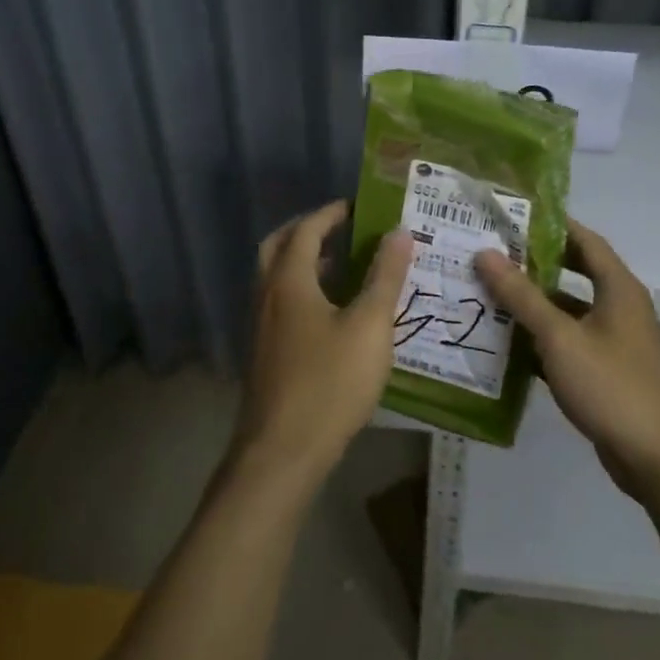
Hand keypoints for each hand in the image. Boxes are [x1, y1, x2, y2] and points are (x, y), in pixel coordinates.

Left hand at [232, 201, 414, 493]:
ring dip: (303, 263)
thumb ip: (385, 277)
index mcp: (289, 281)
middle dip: (306, 231)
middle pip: (278, 247)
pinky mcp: (264, 354)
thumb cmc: (330, 383)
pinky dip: (301, 292)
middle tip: (339, 229)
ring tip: (341, 266)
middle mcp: (267, 296)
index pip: (305, 230)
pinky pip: (279, 305)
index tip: (355, 206)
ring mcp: (260, 327)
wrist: (282, 452)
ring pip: (275, 278)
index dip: (330, 214)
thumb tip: (400, 232)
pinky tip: (330, 315)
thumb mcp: (370, 326)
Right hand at [476, 219, 659, 502]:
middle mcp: (621, 308)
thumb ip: (522, 296)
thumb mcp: (560, 337)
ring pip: (569, 312)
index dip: (550, 224)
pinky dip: (542, 342)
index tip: (511, 217)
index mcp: (618, 289)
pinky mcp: (609, 374)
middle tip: (491, 256)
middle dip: (534, 265)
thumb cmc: (612, 386)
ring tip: (489, 296)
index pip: (584, 240)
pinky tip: (507, 346)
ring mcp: (616, 343)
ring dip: (534, 306)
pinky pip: (570, 345)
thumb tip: (486, 253)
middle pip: (574, 274)